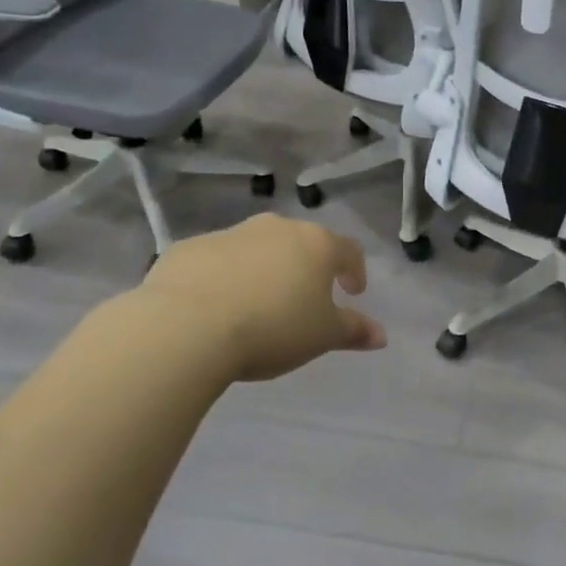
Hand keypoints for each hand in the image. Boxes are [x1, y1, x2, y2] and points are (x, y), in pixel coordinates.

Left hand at [127, 214, 384, 383]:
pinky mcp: (188, 248)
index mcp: (316, 244)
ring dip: (263, 270)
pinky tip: (213, 307)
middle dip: (306, 267)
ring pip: (257, 248)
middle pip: (301, 243)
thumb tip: (381, 335)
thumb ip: (353, 331)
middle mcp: (276, 229)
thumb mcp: (322, 336)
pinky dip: (222, 277)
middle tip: (303, 298)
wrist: (185, 326)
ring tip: (256, 305)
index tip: (352, 292)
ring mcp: (229, 234)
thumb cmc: (271, 328)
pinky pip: (215, 260)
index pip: (348, 250)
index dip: (354, 270)